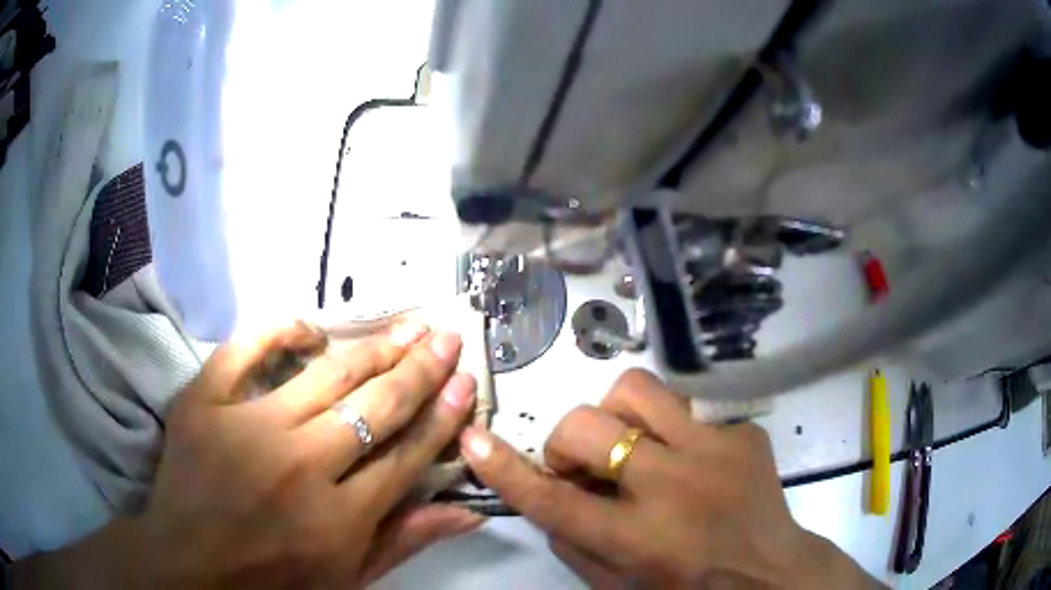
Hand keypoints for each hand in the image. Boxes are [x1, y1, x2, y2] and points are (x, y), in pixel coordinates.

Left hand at [14, 321, 483, 588]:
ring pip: (325, 374)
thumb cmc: (273, 581)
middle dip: (421, 367)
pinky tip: (308, 326)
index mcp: (339, 518)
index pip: (406, 454)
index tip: (465, 382)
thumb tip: (467, 509)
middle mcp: (300, 467)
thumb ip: (405, 541)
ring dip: (373, 345)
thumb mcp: (348, 580)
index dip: (442, 415)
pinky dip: (278, 330)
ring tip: (406, 323)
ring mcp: (246, 428)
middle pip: (375, 406)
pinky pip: (245, 349)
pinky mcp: (204, 403)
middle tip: (447, 335)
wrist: (190, 566)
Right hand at [461, 369, 879, 588]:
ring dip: (619, 416)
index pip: (554, 500)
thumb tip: (549, 496)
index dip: (507, 469)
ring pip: (637, 390)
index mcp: (637, 538)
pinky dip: (672, 430)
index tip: (475, 440)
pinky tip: (691, 459)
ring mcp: (715, 449)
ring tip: (634, 445)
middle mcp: (674, 486)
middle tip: (585, 465)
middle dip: (568, 442)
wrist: (772, 571)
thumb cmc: (690, 588)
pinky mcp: (743, 431)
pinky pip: (688, 408)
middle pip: (587, 427)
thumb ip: (573, 545)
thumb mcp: (619, 586)